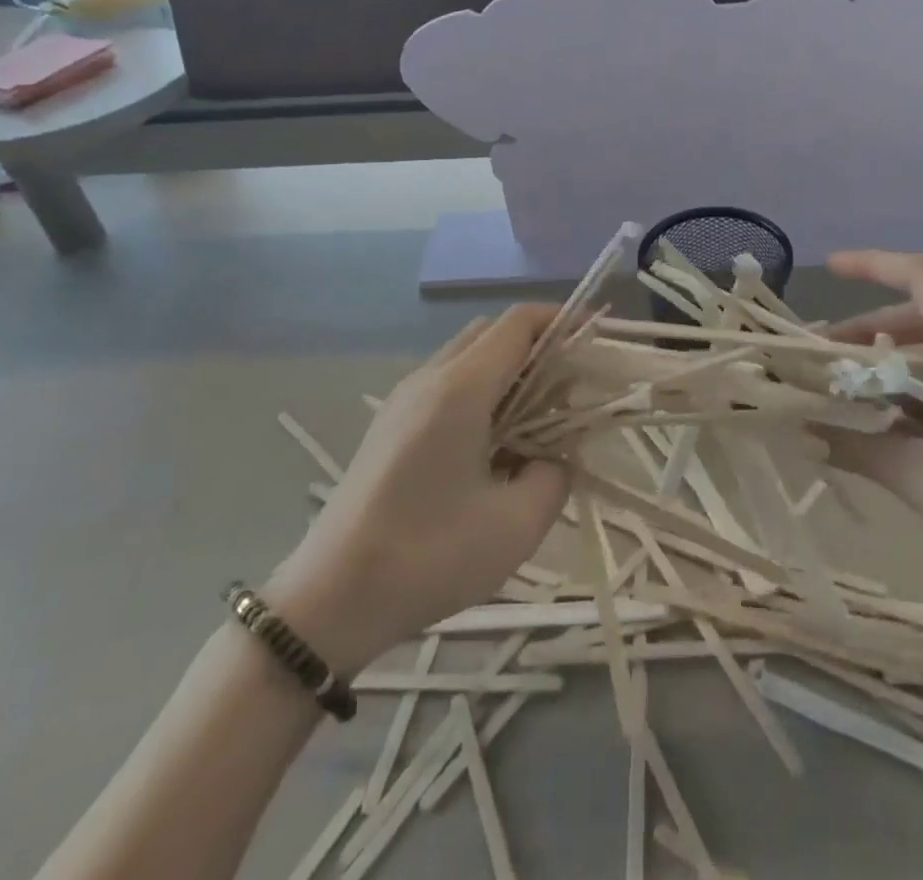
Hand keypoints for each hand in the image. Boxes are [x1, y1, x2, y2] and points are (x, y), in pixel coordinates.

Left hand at [267, 307, 568, 667]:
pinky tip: (493, 445)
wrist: (327, 601)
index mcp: (460, 389)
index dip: (562, 321)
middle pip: (493, 332)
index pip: (519, 324)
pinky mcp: (390, 424)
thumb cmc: (427, 557)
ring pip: (468, 356)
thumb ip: (554, 477)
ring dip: (509, 372)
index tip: (595, 341)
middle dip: (538, 347)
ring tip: (536, 424)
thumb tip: (555, 457)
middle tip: (569, 392)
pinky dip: (482, 392)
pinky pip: (446, 383)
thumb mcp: (515, 526)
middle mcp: (429, 378)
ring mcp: (404, 399)